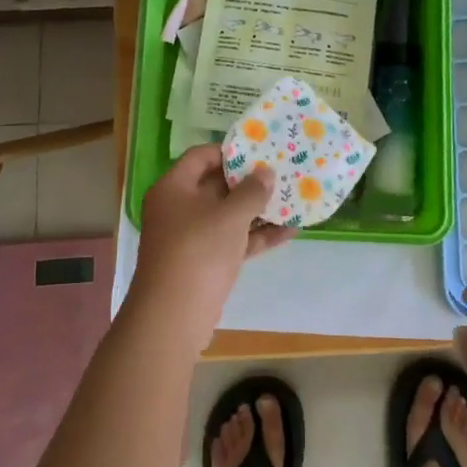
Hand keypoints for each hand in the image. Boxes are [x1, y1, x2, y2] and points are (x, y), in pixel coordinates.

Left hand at [129, 145, 294, 348]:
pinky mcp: (205, 263)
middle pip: (216, 185)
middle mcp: (179, 208)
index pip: (201, 156)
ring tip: (293, 198)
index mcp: (173, 188)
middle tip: (281, 171)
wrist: (174, 317)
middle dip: (249, 181)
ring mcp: (192, 237)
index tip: (259, 149)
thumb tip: (266, 173)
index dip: (229, 151)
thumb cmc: (198, 251)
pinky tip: (289, 231)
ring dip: (258, 209)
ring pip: (228, 215)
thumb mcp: (229, 216)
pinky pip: (234, 241)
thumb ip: (251, 192)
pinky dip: (257, 236)